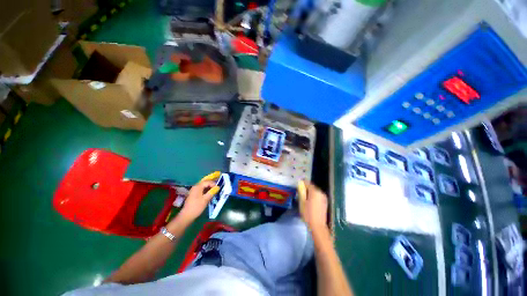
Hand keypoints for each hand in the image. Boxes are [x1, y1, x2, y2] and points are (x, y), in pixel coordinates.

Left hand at [178, 173, 220, 221]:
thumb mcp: (206, 199)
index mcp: (198, 187)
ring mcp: (194, 191)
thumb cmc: (196, 207)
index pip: (207, 182)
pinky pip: (201, 189)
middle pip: (205, 182)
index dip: (213, 184)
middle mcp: (195, 187)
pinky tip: (210, 193)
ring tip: (215, 189)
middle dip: (211, 183)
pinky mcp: (194, 194)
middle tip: (217, 185)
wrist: (187, 215)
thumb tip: (218, 187)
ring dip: (209, 187)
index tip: (218, 188)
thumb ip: (212, 192)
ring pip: (203, 186)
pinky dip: (206, 190)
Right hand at [298, 181, 328, 232]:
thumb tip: (300, 183)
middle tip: (300, 194)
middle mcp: (321, 192)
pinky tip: (310, 202)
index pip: (307, 183)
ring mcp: (324, 197)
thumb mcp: (302, 202)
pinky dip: (313, 196)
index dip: (302, 183)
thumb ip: (301, 191)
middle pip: (312, 187)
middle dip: (306, 188)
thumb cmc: (308, 214)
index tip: (297, 186)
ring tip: (304, 199)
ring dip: (309, 193)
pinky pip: (318, 195)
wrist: (318, 226)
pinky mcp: (325, 202)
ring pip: (315, 191)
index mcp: (315, 191)